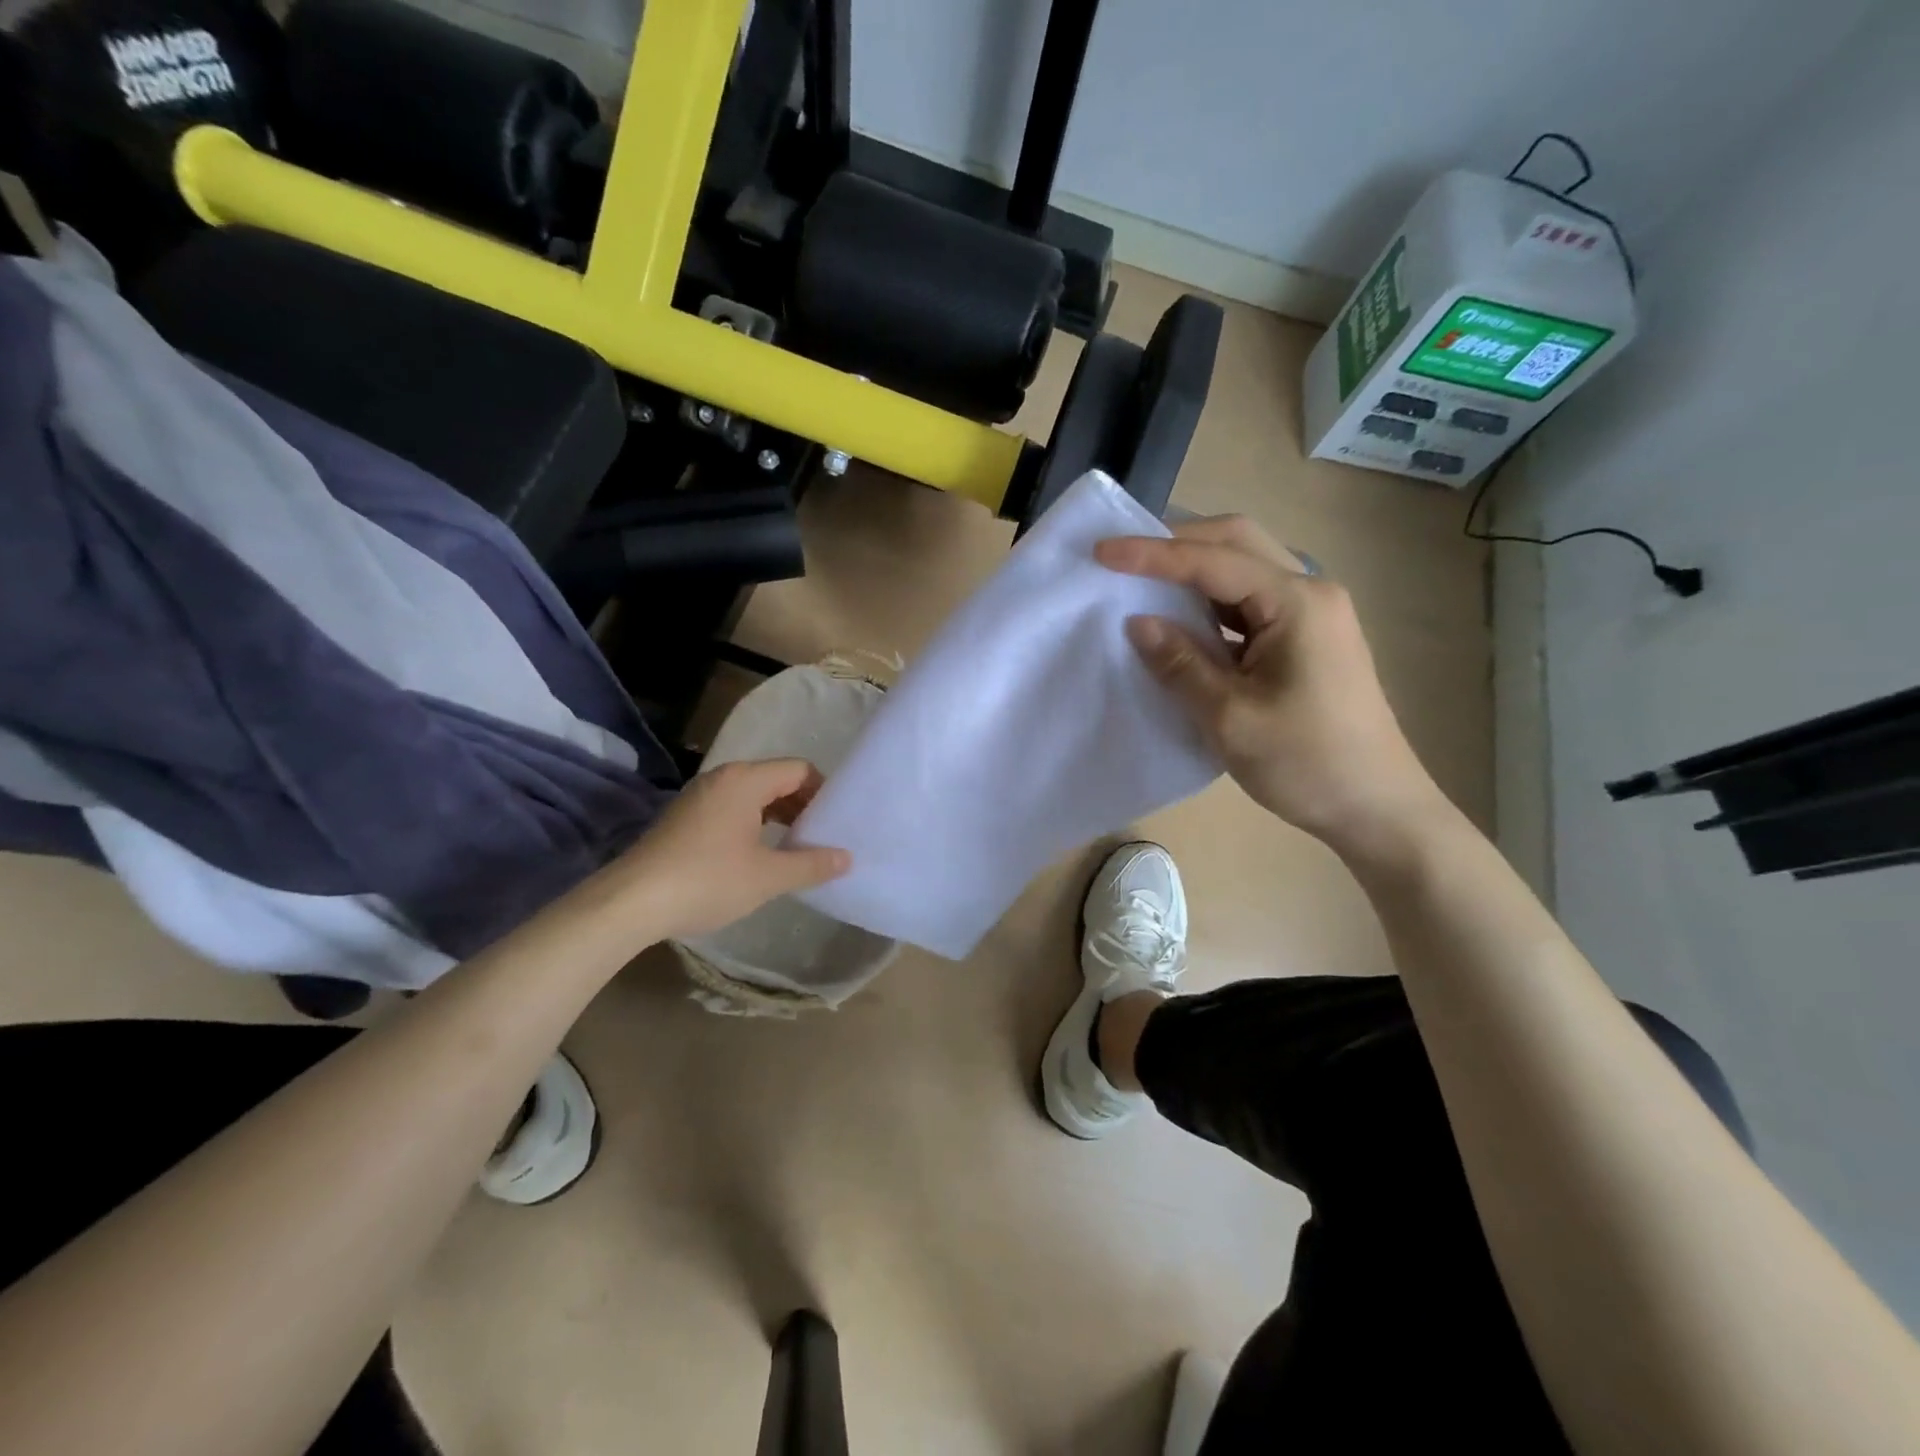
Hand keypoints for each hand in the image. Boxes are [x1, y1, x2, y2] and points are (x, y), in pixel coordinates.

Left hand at [612, 758, 850, 940]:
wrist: (631, 902)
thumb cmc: (707, 880)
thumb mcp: (768, 876)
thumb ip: (811, 864)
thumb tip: (847, 858)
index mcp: (745, 780)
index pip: (799, 769)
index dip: (823, 792)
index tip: (835, 823)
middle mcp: (722, 778)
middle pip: (776, 779)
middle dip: (802, 805)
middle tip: (820, 837)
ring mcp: (699, 797)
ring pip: (753, 795)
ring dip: (778, 816)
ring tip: (794, 848)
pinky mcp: (684, 817)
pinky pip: (731, 808)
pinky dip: (753, 823)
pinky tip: (757, 855)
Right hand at [1097, 516, 1451, 858]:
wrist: (1376, 808)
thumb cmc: (1306, 763)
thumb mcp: (1230, 717)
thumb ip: (1180, 663)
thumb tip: (1137, 622)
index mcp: (1298, 602)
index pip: (1214, 560)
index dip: (1154, 554)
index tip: (1101, 551)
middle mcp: (1310, 593)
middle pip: (1237, 543)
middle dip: (1178, 543)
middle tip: (1125, 556)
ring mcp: (1312, 615)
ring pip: (1244, 570)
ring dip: (1194, 571)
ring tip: (1143, 581)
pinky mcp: (1306, 640)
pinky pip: (1250, 604)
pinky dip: (1211, 604)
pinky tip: (1181, 620)